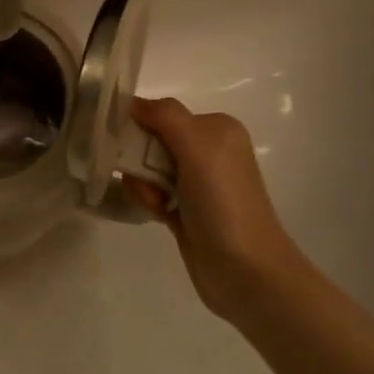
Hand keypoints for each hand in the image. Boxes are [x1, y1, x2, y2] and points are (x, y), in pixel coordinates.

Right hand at [124, 97, 303, 319]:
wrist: (246, 271)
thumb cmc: (223, 201)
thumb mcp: (197, 146)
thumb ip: (165, 115)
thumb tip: (132, 102)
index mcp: (217, 129)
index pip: (162, 113)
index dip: (139, 125)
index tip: (126, 145)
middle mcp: (209, 151)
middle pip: (152, 141)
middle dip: (139, 159)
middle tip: (149, 182)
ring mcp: (198, 184)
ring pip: (148, 169)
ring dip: (143, 183)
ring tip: (157, 204)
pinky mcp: (187, 211)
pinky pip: (152, 192)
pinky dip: (147, 199)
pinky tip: (157, 214)